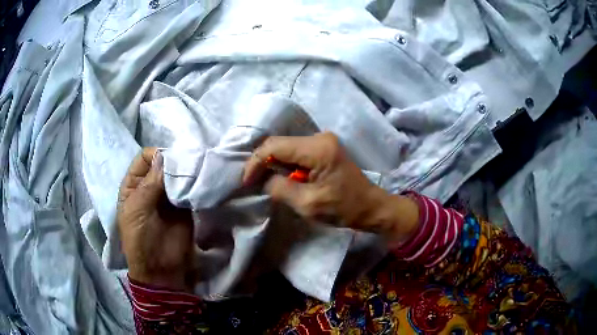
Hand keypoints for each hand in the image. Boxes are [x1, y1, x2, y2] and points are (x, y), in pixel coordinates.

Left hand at [117, 148, 194, 291]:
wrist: (162, 269)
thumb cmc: (141, 240)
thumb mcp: (137, 210)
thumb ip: (149, 184)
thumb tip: (163, 156)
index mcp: (133, 185)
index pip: (144, 159)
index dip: (155, 156)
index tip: (170, 160)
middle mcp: (150, 186)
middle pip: (162, 164)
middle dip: (173, 162)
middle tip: (188, 163)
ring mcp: (168, 196)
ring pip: (176, 175)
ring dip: (185, 171)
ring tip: (196, 171)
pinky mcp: (184, 206)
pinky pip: (188, 189)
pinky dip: (194, 183)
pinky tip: (201, 181)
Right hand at [243, 132, 419, 240]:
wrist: (370, 207)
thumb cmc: (343, 208)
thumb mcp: (308, 204)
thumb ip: (281, 188)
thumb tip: (264, 179)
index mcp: (317, 149)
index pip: (275, 146)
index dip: (256, 162)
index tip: (246, 181)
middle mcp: (320, 137)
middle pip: (279, 143)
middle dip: (263, 162)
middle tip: (253, 182)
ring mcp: (323, 140)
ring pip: (286, 147)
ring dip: (274, 163)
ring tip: (265, 181)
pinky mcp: (324, 147)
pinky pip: (296, 152)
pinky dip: (285, 164)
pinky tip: (283, 177)